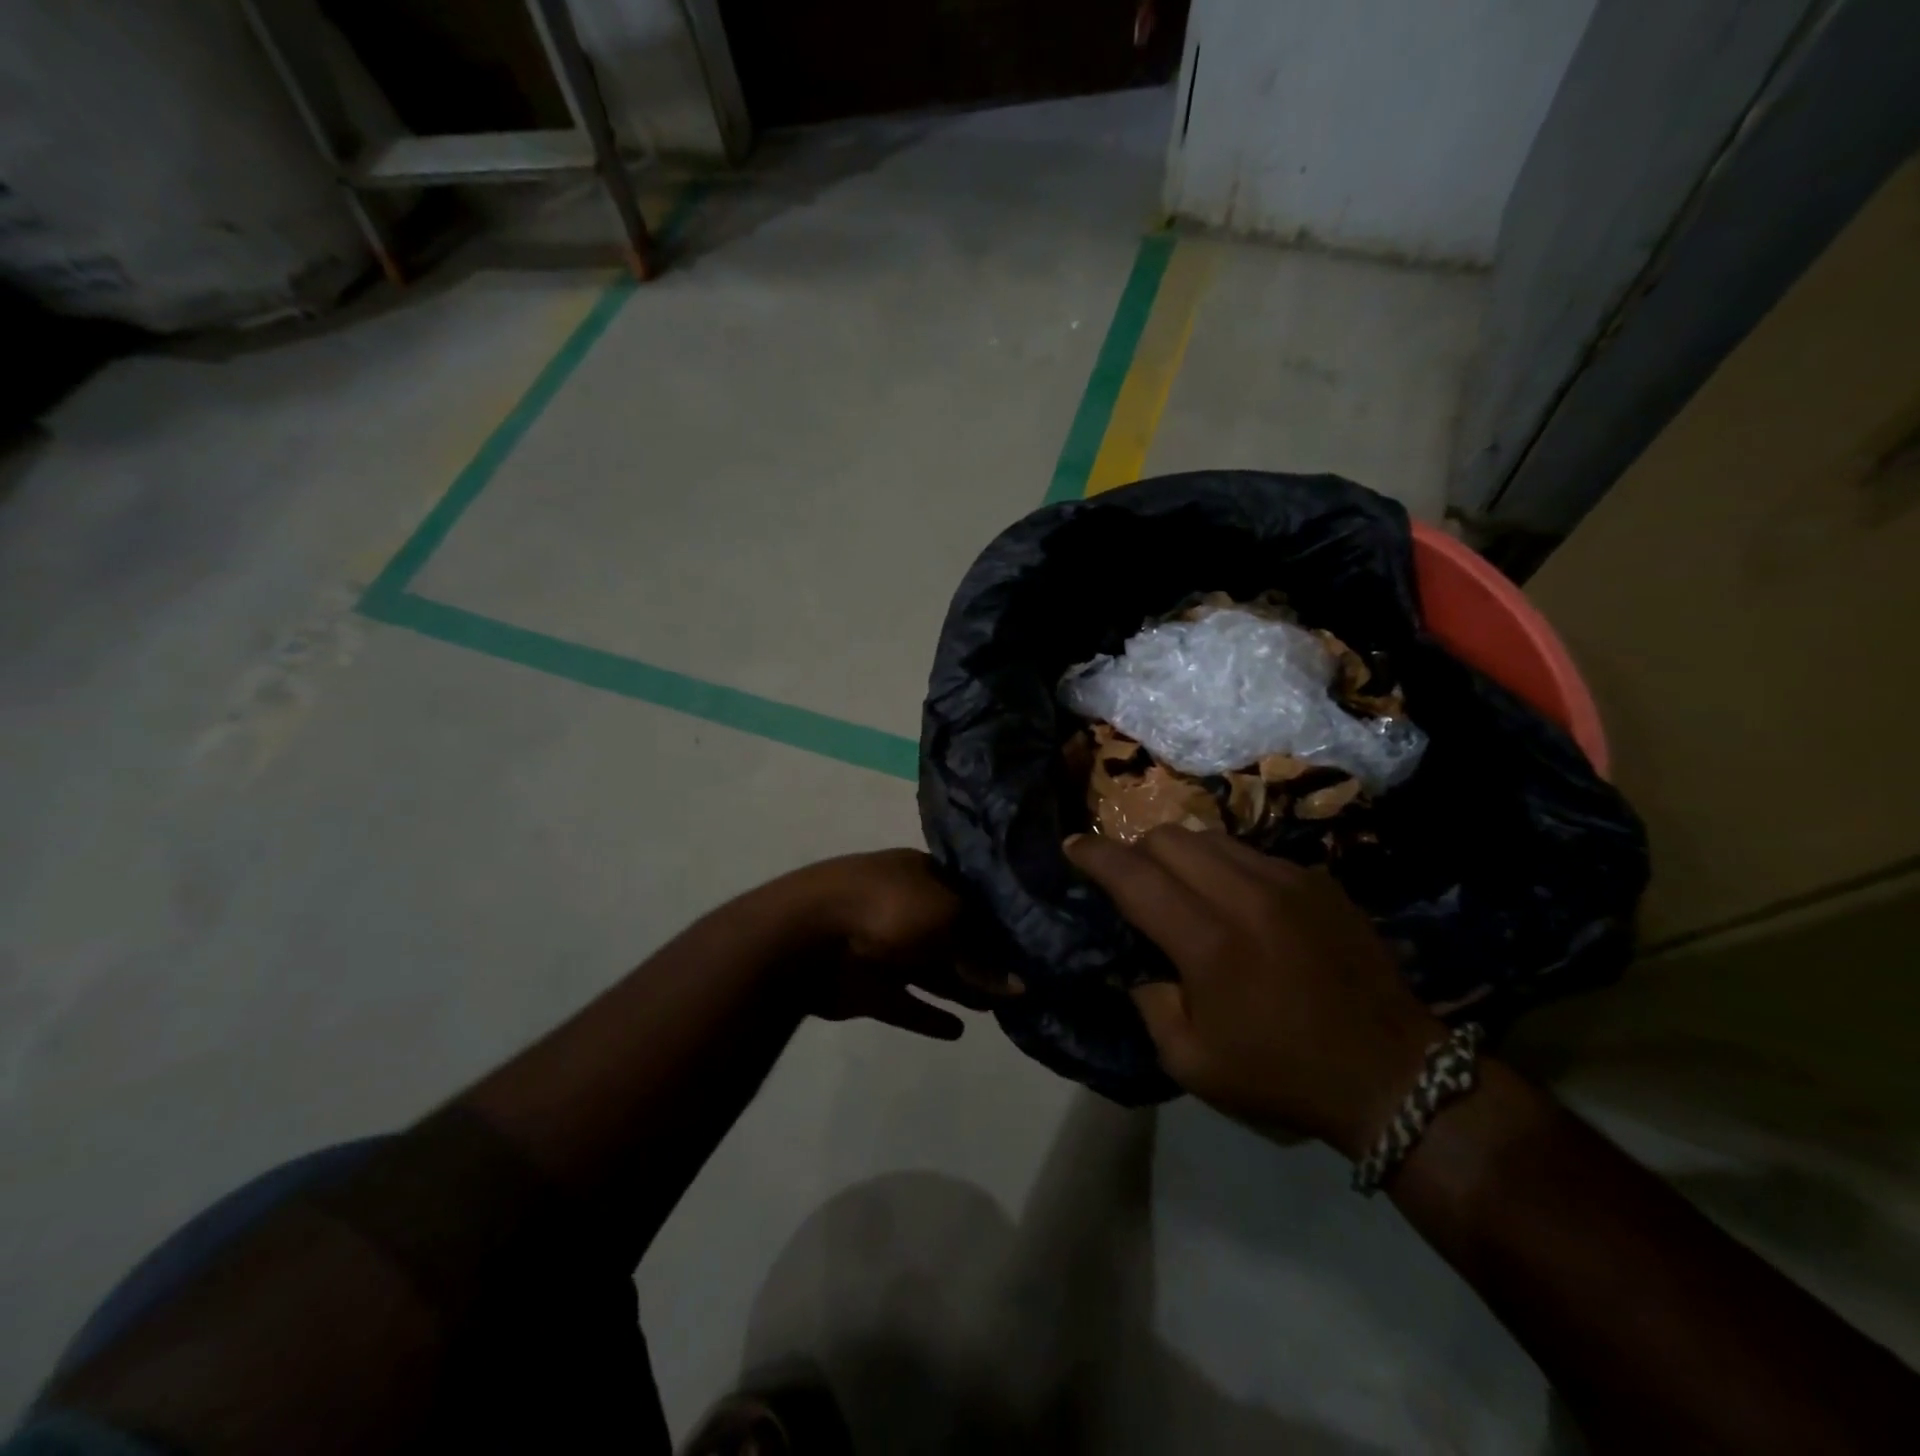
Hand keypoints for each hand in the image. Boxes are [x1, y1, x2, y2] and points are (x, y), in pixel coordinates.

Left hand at [789, 849, 1020, 1041]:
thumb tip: (1018, 985)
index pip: (970, 896)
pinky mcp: (868, 986)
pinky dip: (928, 1016)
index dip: (999, 921)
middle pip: (953, 935)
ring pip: (932, 970)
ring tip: (997, 1009)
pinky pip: (906, 1003)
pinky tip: (957, 1032)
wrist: (809, 935)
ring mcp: (884, 947)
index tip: (1030, 946)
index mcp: (922, 875)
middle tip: (1021, 984)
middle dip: (984, 958)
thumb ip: (983, 954)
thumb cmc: (890, 908)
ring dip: (962, 988)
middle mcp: (906, 907)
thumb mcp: (950, 918)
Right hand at [1064, 828, 1442, 1156]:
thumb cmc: (1282, 1074)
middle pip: (1168, 837)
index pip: (1133, 875)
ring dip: (1179, 854)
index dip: (1094, 856)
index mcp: (1209, 942)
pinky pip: (1250, 852)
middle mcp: (1246, 895)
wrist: (1393, 1074)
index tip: (1071, 847)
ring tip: (1180, 887)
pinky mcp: (1317, 880)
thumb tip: (1134, 960)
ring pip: (1209, 836)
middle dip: (1136, 852)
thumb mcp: (1190, 1061)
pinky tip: (1234, 902)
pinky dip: (1224, 867)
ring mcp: (1288, 879)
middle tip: (1131, 883)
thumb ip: (1147, 1001)